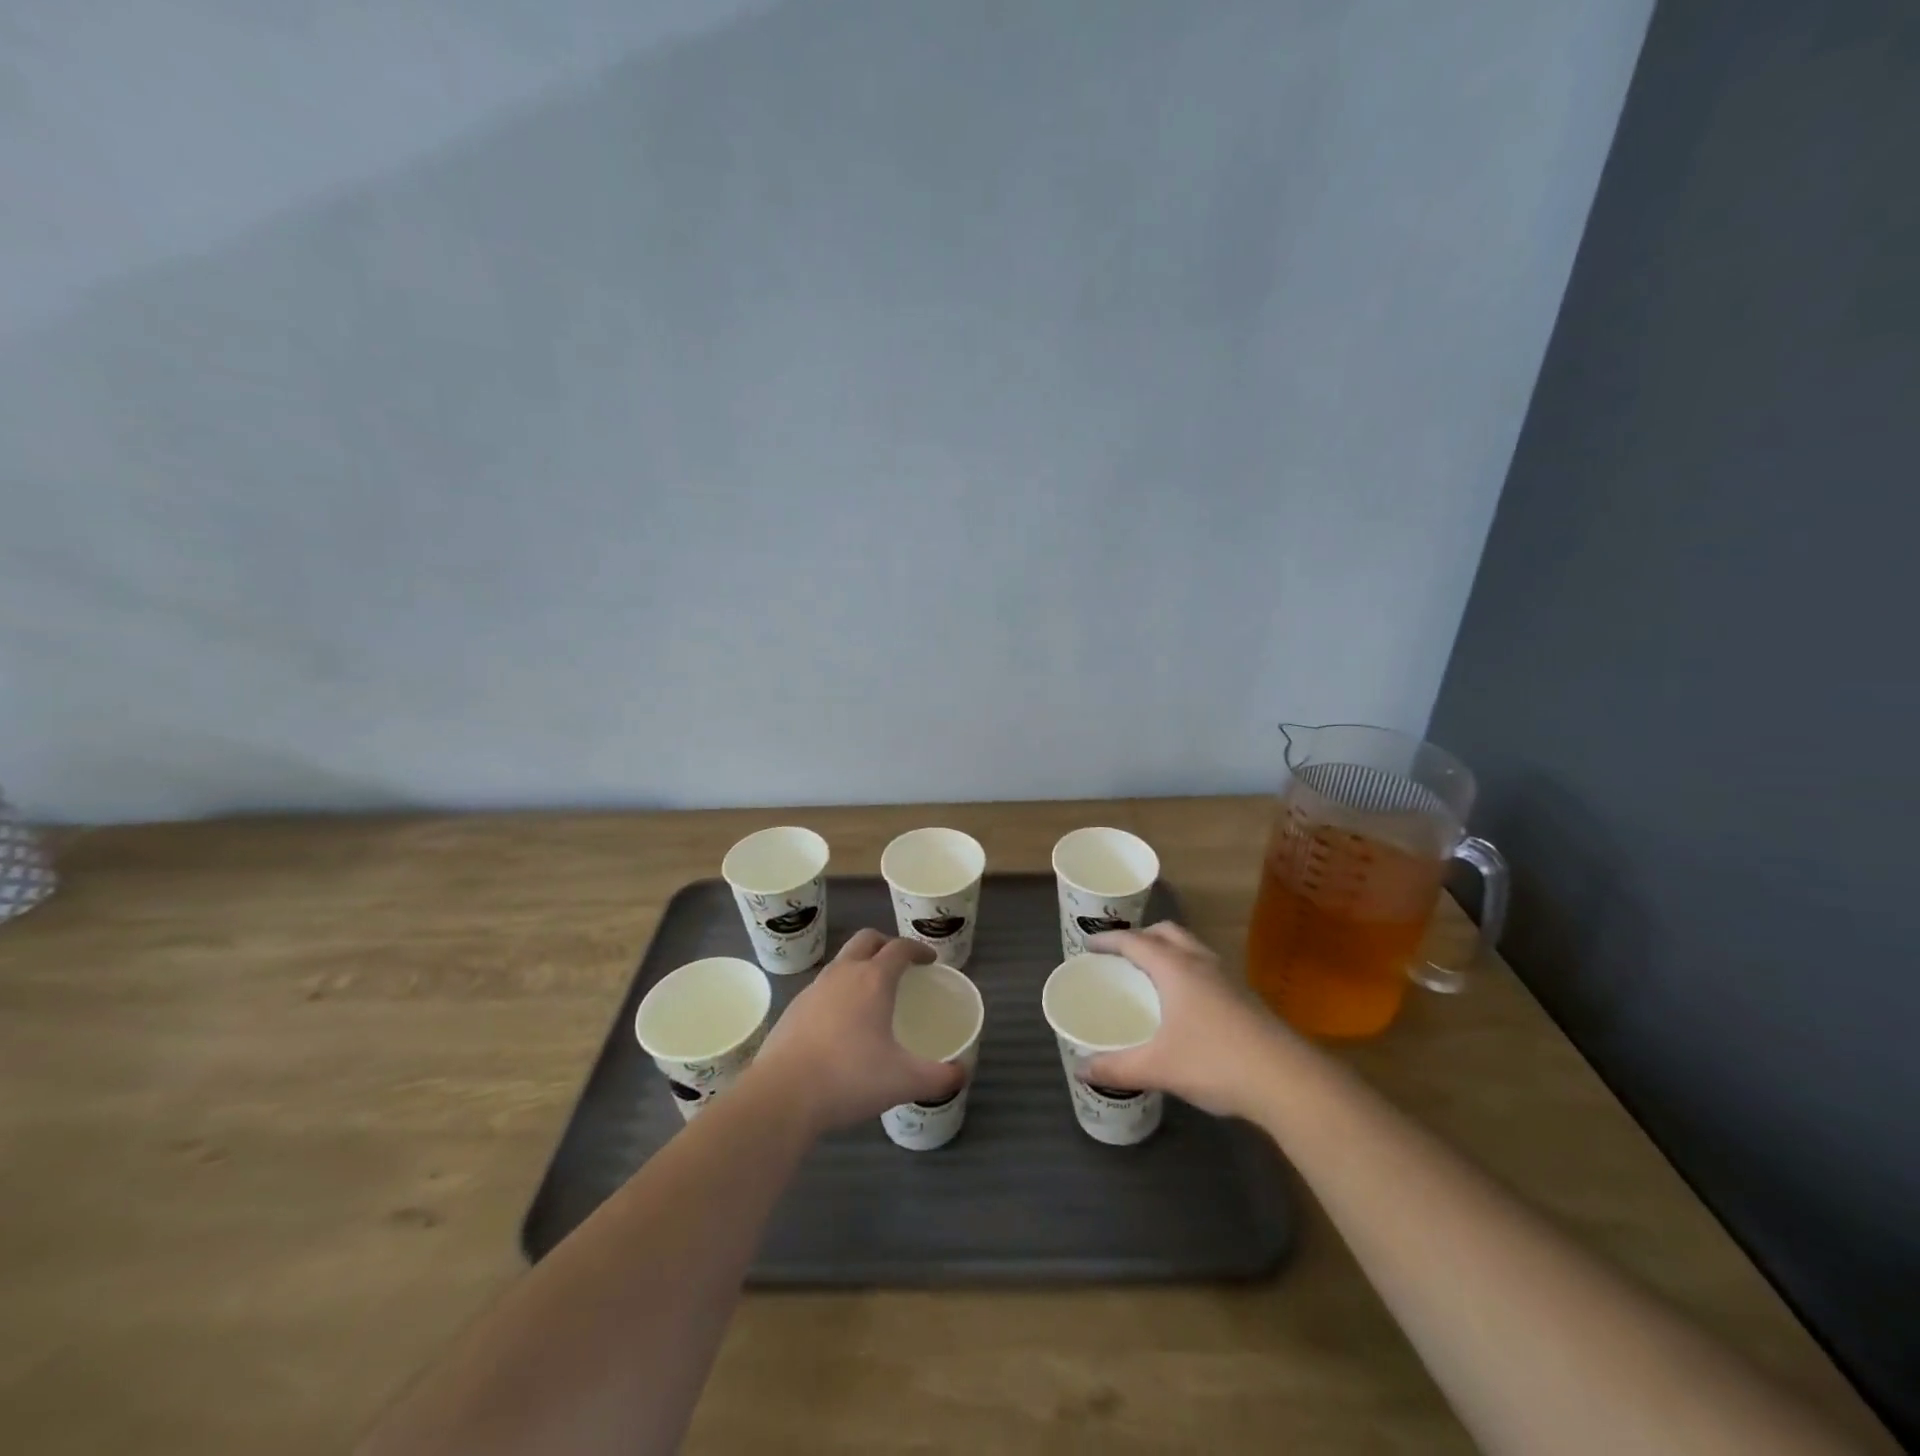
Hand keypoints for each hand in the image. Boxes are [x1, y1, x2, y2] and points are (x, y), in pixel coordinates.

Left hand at [749, 929, 965, 1133]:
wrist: (782, 1095)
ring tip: (871, 993)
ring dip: (860, 966)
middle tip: (900, 965)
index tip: (930, 960)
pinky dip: (838, 991)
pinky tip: (841, 1022)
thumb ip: (939, 1077)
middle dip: (886, 944)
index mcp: (874, 979)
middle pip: (867, 940)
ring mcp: (814, 988)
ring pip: (842, 961)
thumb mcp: (904, 1081)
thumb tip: (963, 1073)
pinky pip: (822, 986)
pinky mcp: (793, 1008)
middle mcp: (843, 973)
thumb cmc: (849, 1078)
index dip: (918, 949)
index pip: (900, 948)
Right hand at [1083, 922, 1294, 1117]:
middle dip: (1141, 936)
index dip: (1109, 940)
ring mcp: (1227, 977)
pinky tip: (1184, 1002)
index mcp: (1175, 968)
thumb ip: (1117, 1067)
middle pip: (1167, 932)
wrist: (1288, 1080)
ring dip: (1168, 950)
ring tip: (1151, 974)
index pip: (1135, 941)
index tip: (1088, 944)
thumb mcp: (1158, 1067)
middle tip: (1121, 955)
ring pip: (1191, 947)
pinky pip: (1206, 968)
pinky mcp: (1245, 996)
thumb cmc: (1215, 1062)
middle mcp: (1201, 962)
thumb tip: (1082, 1071)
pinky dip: (1187, 970)